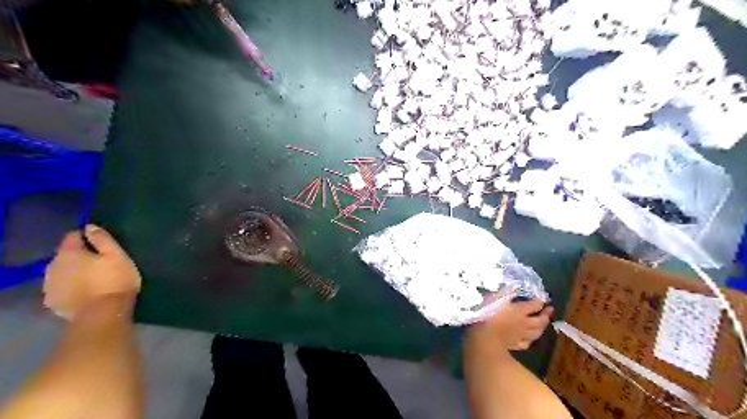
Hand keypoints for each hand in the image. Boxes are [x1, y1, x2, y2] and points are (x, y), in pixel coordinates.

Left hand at [43, 226, 140, 320]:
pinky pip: (60, 287)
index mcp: (69, 253)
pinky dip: (70, 286)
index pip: (72, 236)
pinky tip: (84, 290)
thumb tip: (90, 227)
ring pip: (61, 272)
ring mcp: (50, 286)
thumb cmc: (115, 280)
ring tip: (92, 277)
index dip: (86, 237)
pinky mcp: (53, 302)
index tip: (101, 242)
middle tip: (99, 261)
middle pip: (64, 255)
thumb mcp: (117, 255)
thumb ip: (103, 239)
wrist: (103, 313)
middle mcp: (52, 267)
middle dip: (79, 255)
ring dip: (73, 271)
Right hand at [466, 299, 552, 352]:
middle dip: (546, 315)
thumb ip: (505, 292)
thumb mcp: (495, 298)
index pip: (535, 305)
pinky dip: (530, 340)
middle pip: (540, 320)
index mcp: (520, 310)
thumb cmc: (488, 315)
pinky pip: (526, 343)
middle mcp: (524, 323)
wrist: (484, 338)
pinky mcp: (515, 345)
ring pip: (536, 333)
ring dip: (542, 328)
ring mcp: (520, 335)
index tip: (543, 298)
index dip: (540, 301)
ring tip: (544, 324)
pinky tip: (529, 339)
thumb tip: (514, 287)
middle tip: (550, 310)